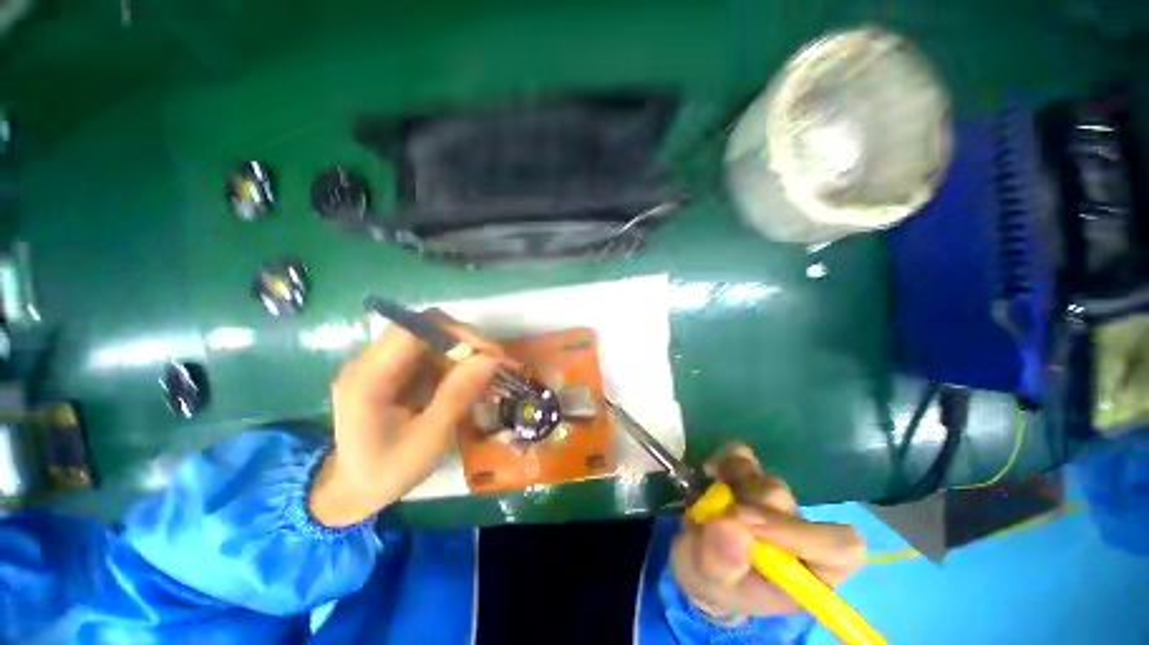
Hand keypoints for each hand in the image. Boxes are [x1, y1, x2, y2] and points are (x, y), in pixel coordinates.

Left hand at [309, 312, 504, 526]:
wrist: (353, 492)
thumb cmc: (388, 471)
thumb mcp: (429, 438)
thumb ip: (458, 395)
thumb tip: (491, 359)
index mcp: (367, 379)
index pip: (413, 330)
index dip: (455, 332)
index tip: (489, 352)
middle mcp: (369, 363)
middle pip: (422, 329)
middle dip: (463, 341)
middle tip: (493, 362)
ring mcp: (379, 365)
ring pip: (429, 340)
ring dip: (461, 352)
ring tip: (485, 373)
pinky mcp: (391, 371)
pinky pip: (428, 355)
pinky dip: (452, 363)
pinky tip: (467, 380)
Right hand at [671, 444, 864, 622]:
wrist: (695, 557)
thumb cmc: (713, 581)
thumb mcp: (712, 582)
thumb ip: (722, 561)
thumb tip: (732, 524)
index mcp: (808, 572)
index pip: (839, 547)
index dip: (799, 531)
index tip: (744, 518)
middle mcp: (799, 533)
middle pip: (787, 503)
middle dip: (745, 504)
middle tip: (717, 512)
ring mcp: (775, 500)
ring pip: (764, 477)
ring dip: (733, 484)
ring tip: (710, 501)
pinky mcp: (752, 476)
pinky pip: (744, 454)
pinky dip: (725, 458)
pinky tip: (712, 472)